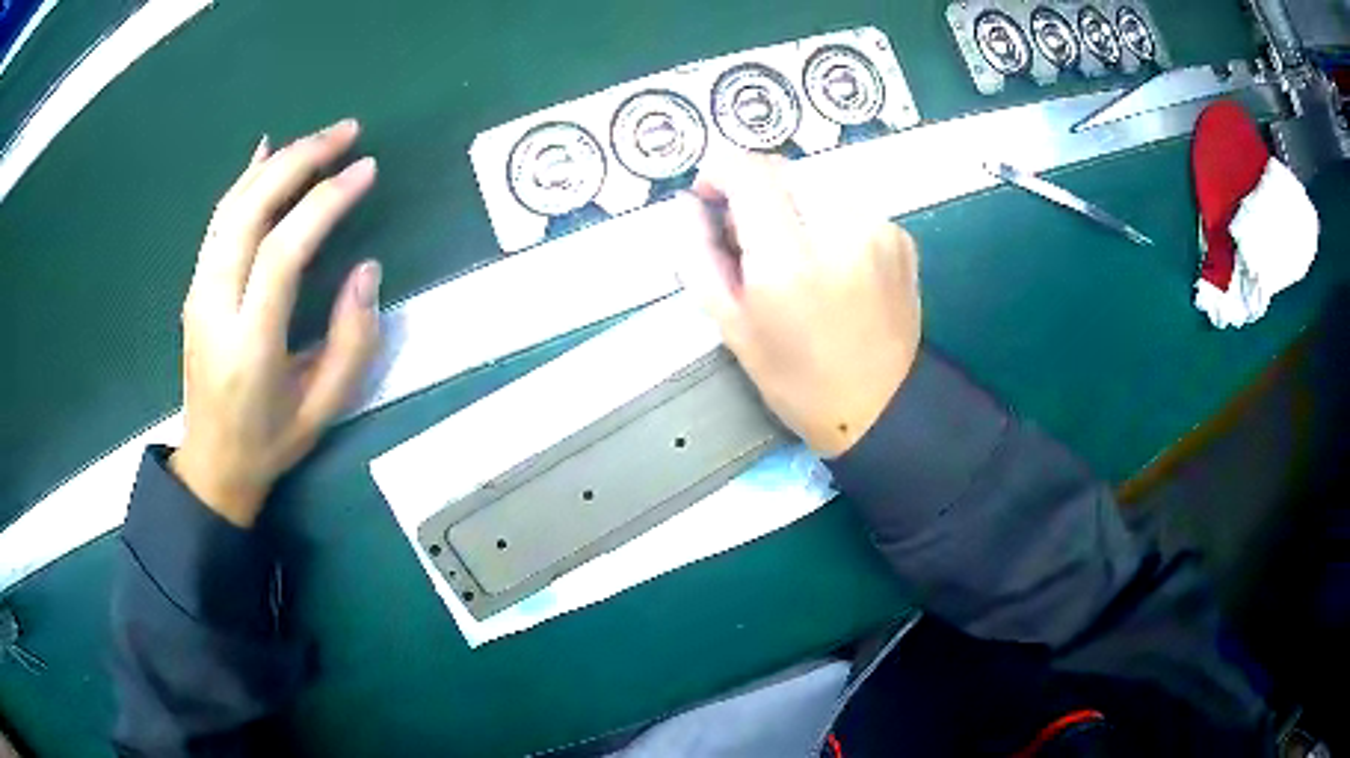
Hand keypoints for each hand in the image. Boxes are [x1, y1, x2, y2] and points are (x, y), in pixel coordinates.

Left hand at [171, 120, 381, 526]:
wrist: (211, 465)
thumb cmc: (269, 442)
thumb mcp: (324, 409)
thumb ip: (352, 341)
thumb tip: (367, 268)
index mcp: (249, 344)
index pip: (283, 251)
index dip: (326, 202)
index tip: (366, 169)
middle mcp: (215, 307)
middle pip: (250, 212)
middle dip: (300, 161)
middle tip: (347, 132)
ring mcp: (198, 292)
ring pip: (231, 207)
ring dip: (276, 162)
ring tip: (319, 138)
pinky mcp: (195, 286)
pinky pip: (218, 220)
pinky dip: (244, 180)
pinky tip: (266, 151)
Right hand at [673, 154, 920, 457]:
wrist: (882, 406)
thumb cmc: (797, 379)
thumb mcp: (730, 326)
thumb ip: (697, 256)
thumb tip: (687, 204)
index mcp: (789, 259)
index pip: (748, 170)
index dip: (720, 173)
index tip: (710, 198)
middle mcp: (839, 230)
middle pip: (783, 169)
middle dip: (757, 190)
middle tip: (751, 236)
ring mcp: (878, 229)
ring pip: (816, 183)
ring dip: (793, 204)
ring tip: (794, 254)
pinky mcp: (900, 236)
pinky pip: (849, 204)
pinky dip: (829, 220)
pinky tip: (832, 263)